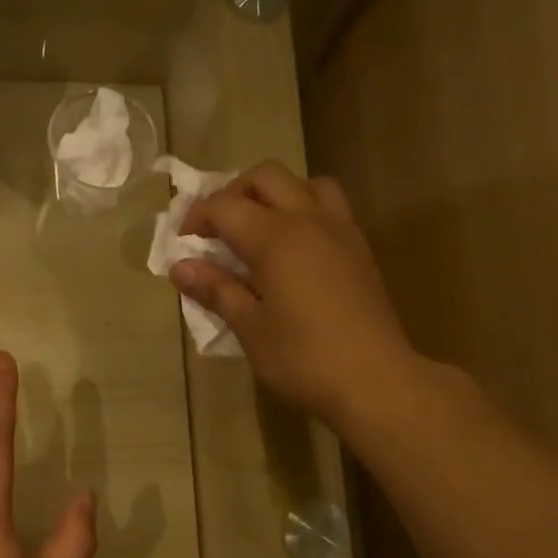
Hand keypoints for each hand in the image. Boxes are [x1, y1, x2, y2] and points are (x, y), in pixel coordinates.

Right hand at [170, 162, 415, 429]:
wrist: (376, 380)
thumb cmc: (304, 359)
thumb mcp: (251, 329)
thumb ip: (217, 290)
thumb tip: (181, 267)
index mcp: (275, 238)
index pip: (225, 206)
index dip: (196, 219)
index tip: (182, 247)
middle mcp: (308, 220)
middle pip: (266, 177)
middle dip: (233, 194)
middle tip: (217, 230)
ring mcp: (340, 230)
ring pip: (305, 183)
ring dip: (275, 194)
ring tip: (258, 230)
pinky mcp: (359, 248)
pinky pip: (329, 206)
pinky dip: (303, 210)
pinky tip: (293, 250)